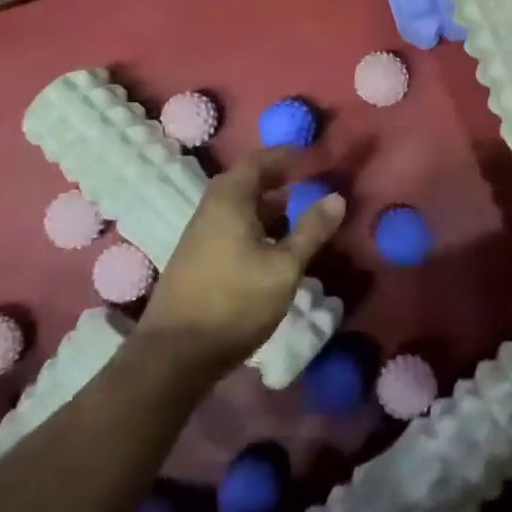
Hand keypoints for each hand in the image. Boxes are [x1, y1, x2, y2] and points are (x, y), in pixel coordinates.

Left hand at [137, 148, 345, 371]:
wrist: (174, 355)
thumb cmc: (235, 302)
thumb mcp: (284, 267)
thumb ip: (311, 230)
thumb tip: (336, 197)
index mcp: (230, 200)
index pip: (259, 161)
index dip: (285, 156)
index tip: (311, 156)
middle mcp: (210, 209)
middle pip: (245, 181)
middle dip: (276, 178)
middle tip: (305, 181)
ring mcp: (199, 235)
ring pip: (237, 206)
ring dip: (266, 204)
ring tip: (295, 214)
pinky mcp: (196, 259)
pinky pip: (230, 225)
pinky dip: (254, 224)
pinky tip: (271, 247)